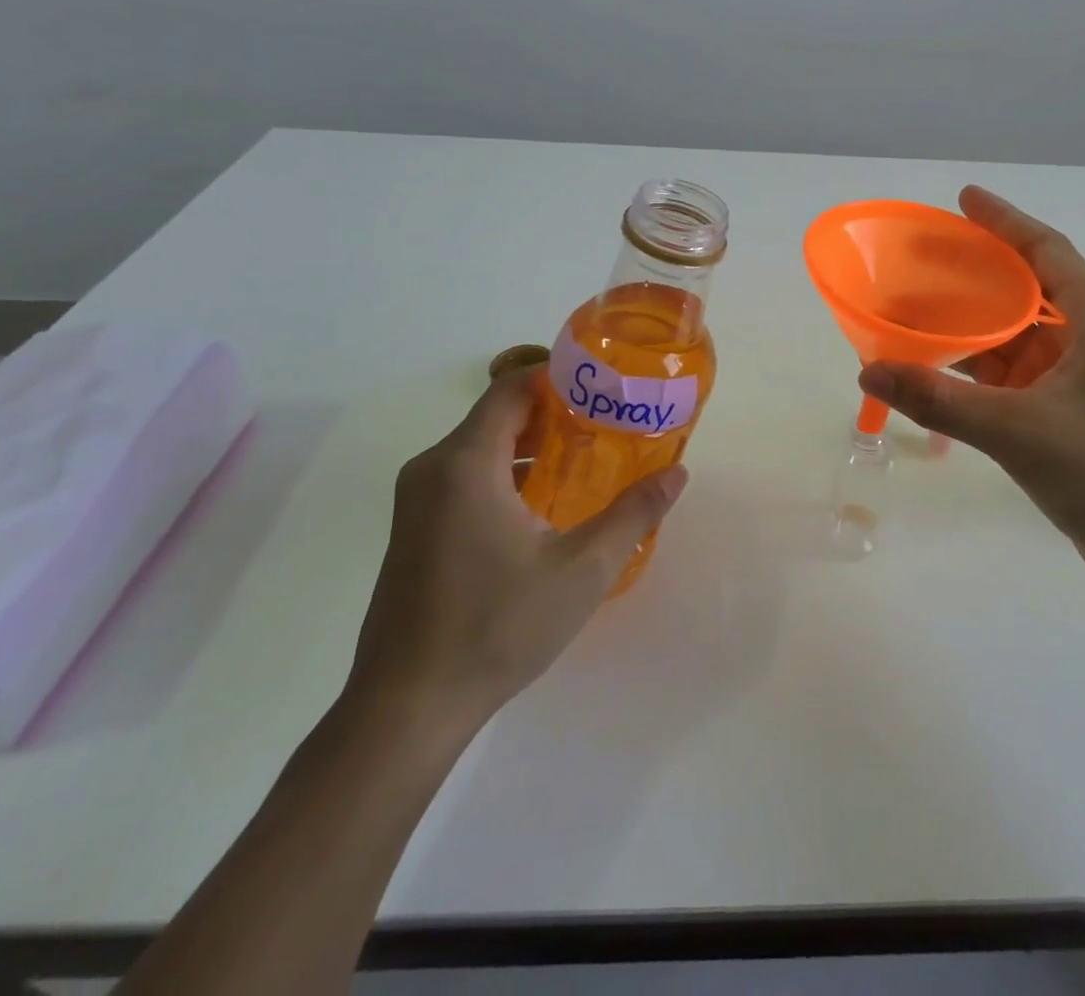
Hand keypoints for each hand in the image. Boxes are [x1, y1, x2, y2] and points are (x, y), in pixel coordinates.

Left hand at [343, 363, 687, 741]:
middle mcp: (434, 469)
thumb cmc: (496, 627)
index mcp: (466, 463)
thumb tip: (677, 473)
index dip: (558, 375)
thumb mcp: (583, 570)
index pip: (511, 386)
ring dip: (533, 444)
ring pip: (483, 446)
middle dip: (555, 410)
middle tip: (609, 420)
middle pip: (498, 413)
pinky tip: (547, 504)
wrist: (407, 708)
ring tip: (588, 457)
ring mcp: (418, 501)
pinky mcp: (416, 529)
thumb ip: (633, 514)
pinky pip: (467, 476)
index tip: (605, 383)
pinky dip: (510, 471)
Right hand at [857, 186, 1084, 586]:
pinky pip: (1013, 372)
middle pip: (1028, 287)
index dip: (1005, 221)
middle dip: (979, 270)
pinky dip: (978, 366)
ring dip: (974, 323)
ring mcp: (1078, 377)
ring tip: (920, 308)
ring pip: (1017, 334)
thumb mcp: (1016, 431)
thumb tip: (870, 369)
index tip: (963, 200)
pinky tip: (940, 366)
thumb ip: (939, 399)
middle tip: (926, 257)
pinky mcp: (1066, 410)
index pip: (1047, 251)